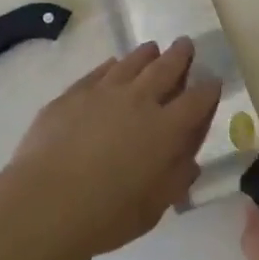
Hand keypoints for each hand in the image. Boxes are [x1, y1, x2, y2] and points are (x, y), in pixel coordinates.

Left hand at [4, 39, 221, 259]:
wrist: (45, 203)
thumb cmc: (106, 214)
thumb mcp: (154, 207)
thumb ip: (175, 180)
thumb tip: (189, 163)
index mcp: (166, 129)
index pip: (197, 100)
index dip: (208, 89)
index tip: (213, 81)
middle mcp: (139, 101)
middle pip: (166, 68)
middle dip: (180, 55)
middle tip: (186, 44)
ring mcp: (103, 92)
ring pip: (131, 63)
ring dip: (146, 54)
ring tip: (152, 48)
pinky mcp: (73, 94)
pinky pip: (99, 72)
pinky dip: (112, 66)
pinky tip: (113, 65)